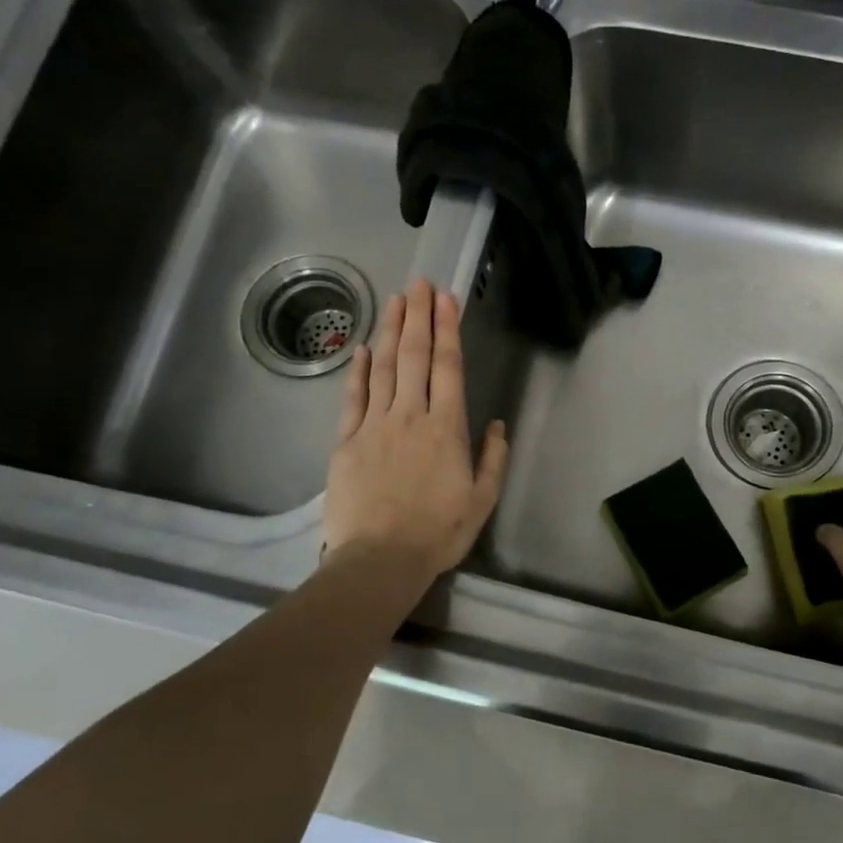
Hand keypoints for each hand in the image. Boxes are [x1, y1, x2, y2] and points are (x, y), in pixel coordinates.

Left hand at [323, 278, 509, 581]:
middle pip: (414, 356)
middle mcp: (410, 416)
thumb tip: (495, 424)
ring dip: (389, 331)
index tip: (446, 298)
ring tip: (395, 300)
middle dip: (418, 316)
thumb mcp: (482, 500)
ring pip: (383, 368)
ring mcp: (374, 425)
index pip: (448, 367)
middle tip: (420, 283)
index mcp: (446, 428)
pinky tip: (361, 348)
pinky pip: (352, 397)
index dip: (447, 329)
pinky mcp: (347, 441)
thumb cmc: (438, 532)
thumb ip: (492, 458)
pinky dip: (357, 370)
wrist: (380, 559)